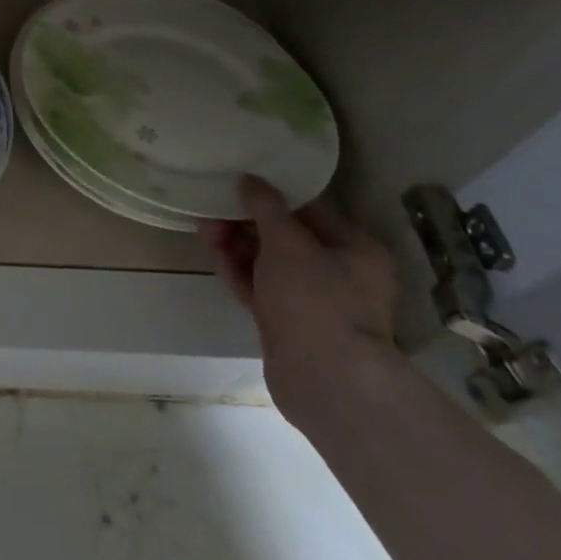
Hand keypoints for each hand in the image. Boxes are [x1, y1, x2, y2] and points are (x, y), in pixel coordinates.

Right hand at [197, 176, 400, 430]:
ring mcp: (312, 302)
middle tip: (214, 208)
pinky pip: (258, 288)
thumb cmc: (316, 300)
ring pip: (268, 263)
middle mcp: (340, 274)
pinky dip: (237, 271)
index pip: (310, 211)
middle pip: (285, 237)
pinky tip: (213, 254)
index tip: (239, 184)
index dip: (273, 196)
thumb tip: (248, 179)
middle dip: (247, 222)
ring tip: (204, 229)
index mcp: (356, 250)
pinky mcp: (287, 324)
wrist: (324, 380)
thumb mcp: (288, 243)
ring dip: (236, 245)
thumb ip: (265, 207)